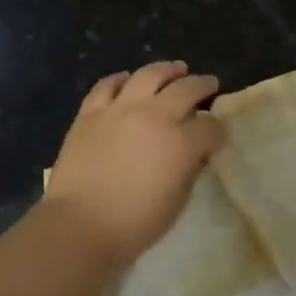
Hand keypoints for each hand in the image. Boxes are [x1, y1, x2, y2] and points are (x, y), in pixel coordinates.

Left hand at [45, 61, 224, 266]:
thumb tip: (194, 151)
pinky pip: (107, 85)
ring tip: (176, 69)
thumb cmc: (133, 225)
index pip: (210, 127)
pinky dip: (121, 79)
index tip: (219, 132)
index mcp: (180, 143)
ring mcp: (120, 109)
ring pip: (149, 74)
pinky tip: (128, 80)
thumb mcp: (176, 202)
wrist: (77, 227)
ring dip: (167, 69)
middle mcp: (154, 116)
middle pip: (186, 89)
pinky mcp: (91, 112)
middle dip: (203, 85)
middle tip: (209, 83)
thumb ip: (189, 169)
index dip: (218, 129)